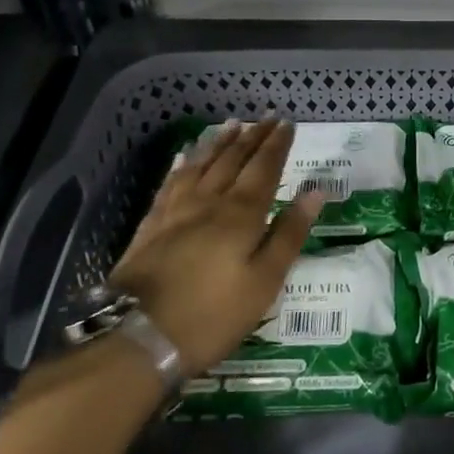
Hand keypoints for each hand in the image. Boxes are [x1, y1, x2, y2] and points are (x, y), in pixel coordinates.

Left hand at [107, 120, 320, 375]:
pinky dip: (182, 166)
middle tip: (266, 117)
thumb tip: (315, 192)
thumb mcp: (265, 281)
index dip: (277, 145)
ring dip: (219, 143)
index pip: (264, 169)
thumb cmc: (214, 314)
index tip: (288, 124)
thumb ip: (289, 234)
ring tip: (231, 125)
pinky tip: (184, 158)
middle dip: (252, 137)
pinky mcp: (151, 226)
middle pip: (233, 161)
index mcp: (241, 214)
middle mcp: (209, 202)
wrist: (138, 336)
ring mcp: (175, 212)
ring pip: (201, 166)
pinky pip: (170, 183)